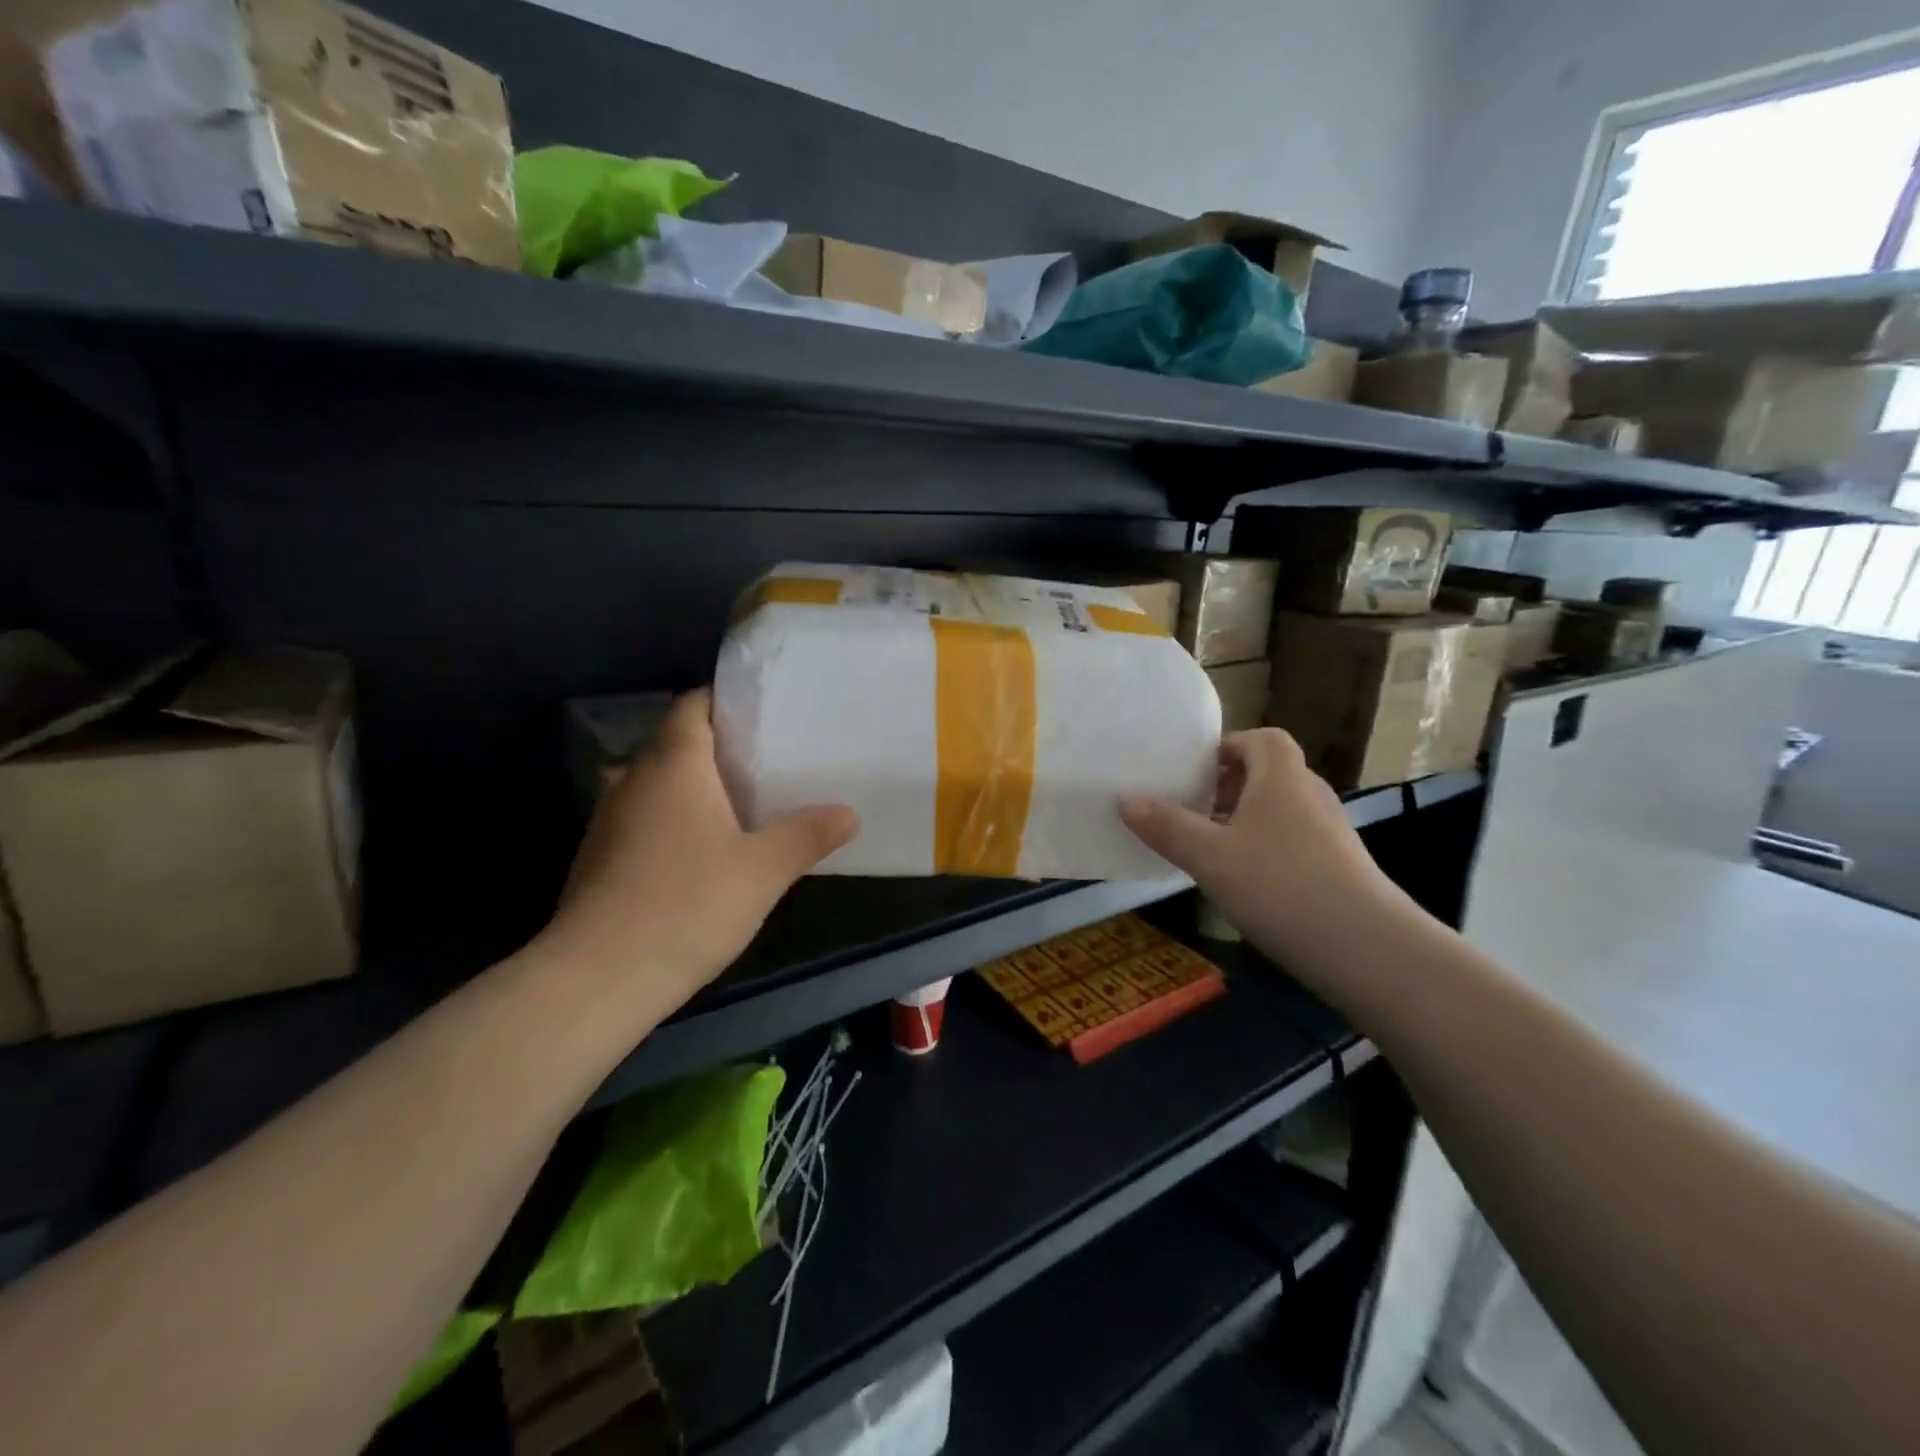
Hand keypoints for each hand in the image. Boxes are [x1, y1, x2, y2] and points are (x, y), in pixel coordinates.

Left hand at [540, 690, 859, 1005]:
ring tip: (745, 806)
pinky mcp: (599, 858)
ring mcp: (609, 820)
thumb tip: (849, 813)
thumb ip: (808, 834)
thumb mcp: (764, 870)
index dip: (728, 702)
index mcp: (673, 765)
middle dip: (721, 749)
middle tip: (771, 762)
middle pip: (678, 744)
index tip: (767, 715)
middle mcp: (633, 779)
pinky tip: (704, 854)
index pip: (694, 705)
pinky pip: (645, 820)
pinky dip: (675, 822)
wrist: (596, 980)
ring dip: (697, 789)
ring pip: (659, 785)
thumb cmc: (687, 905)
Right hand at [1119, 729, 1407, 981]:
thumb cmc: (1281, 886)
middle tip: (1189, 809)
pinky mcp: (1338, 869)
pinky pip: (1291, 843)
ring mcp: (1329, 834)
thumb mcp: (1210, 856)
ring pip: (1278, 812)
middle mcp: (1310, 795)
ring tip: (1206, 847)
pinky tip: (1242, 883)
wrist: (1368, 950)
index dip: (1226, 747)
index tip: (1192, 771)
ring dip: (1242, 821)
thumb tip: (1125, 799)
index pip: (1261, 739)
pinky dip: (1263, 850)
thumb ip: (1166, 826)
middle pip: (1267, 774)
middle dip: (1226, 787)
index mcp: (1282, 777)